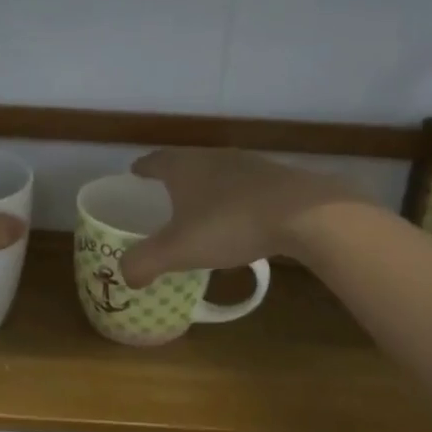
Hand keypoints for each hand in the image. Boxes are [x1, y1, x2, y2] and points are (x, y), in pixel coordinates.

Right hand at [119, 149, 358, 287]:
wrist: (304, 213)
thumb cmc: (230, 224)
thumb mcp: (179, 250)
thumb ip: (145, 262)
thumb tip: (126, 274)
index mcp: (184, 167)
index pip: (155, 161)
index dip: (143, 168)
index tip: (135, 172)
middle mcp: (213, 157)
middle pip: (187, 162)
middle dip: (174, 176)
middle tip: (163, 192)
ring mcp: (248, 165)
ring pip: (218, 173)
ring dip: (206, 188)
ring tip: (200, 207)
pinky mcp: (277, 179)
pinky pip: (245, 187)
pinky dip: (235, 199)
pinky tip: (240, 220)